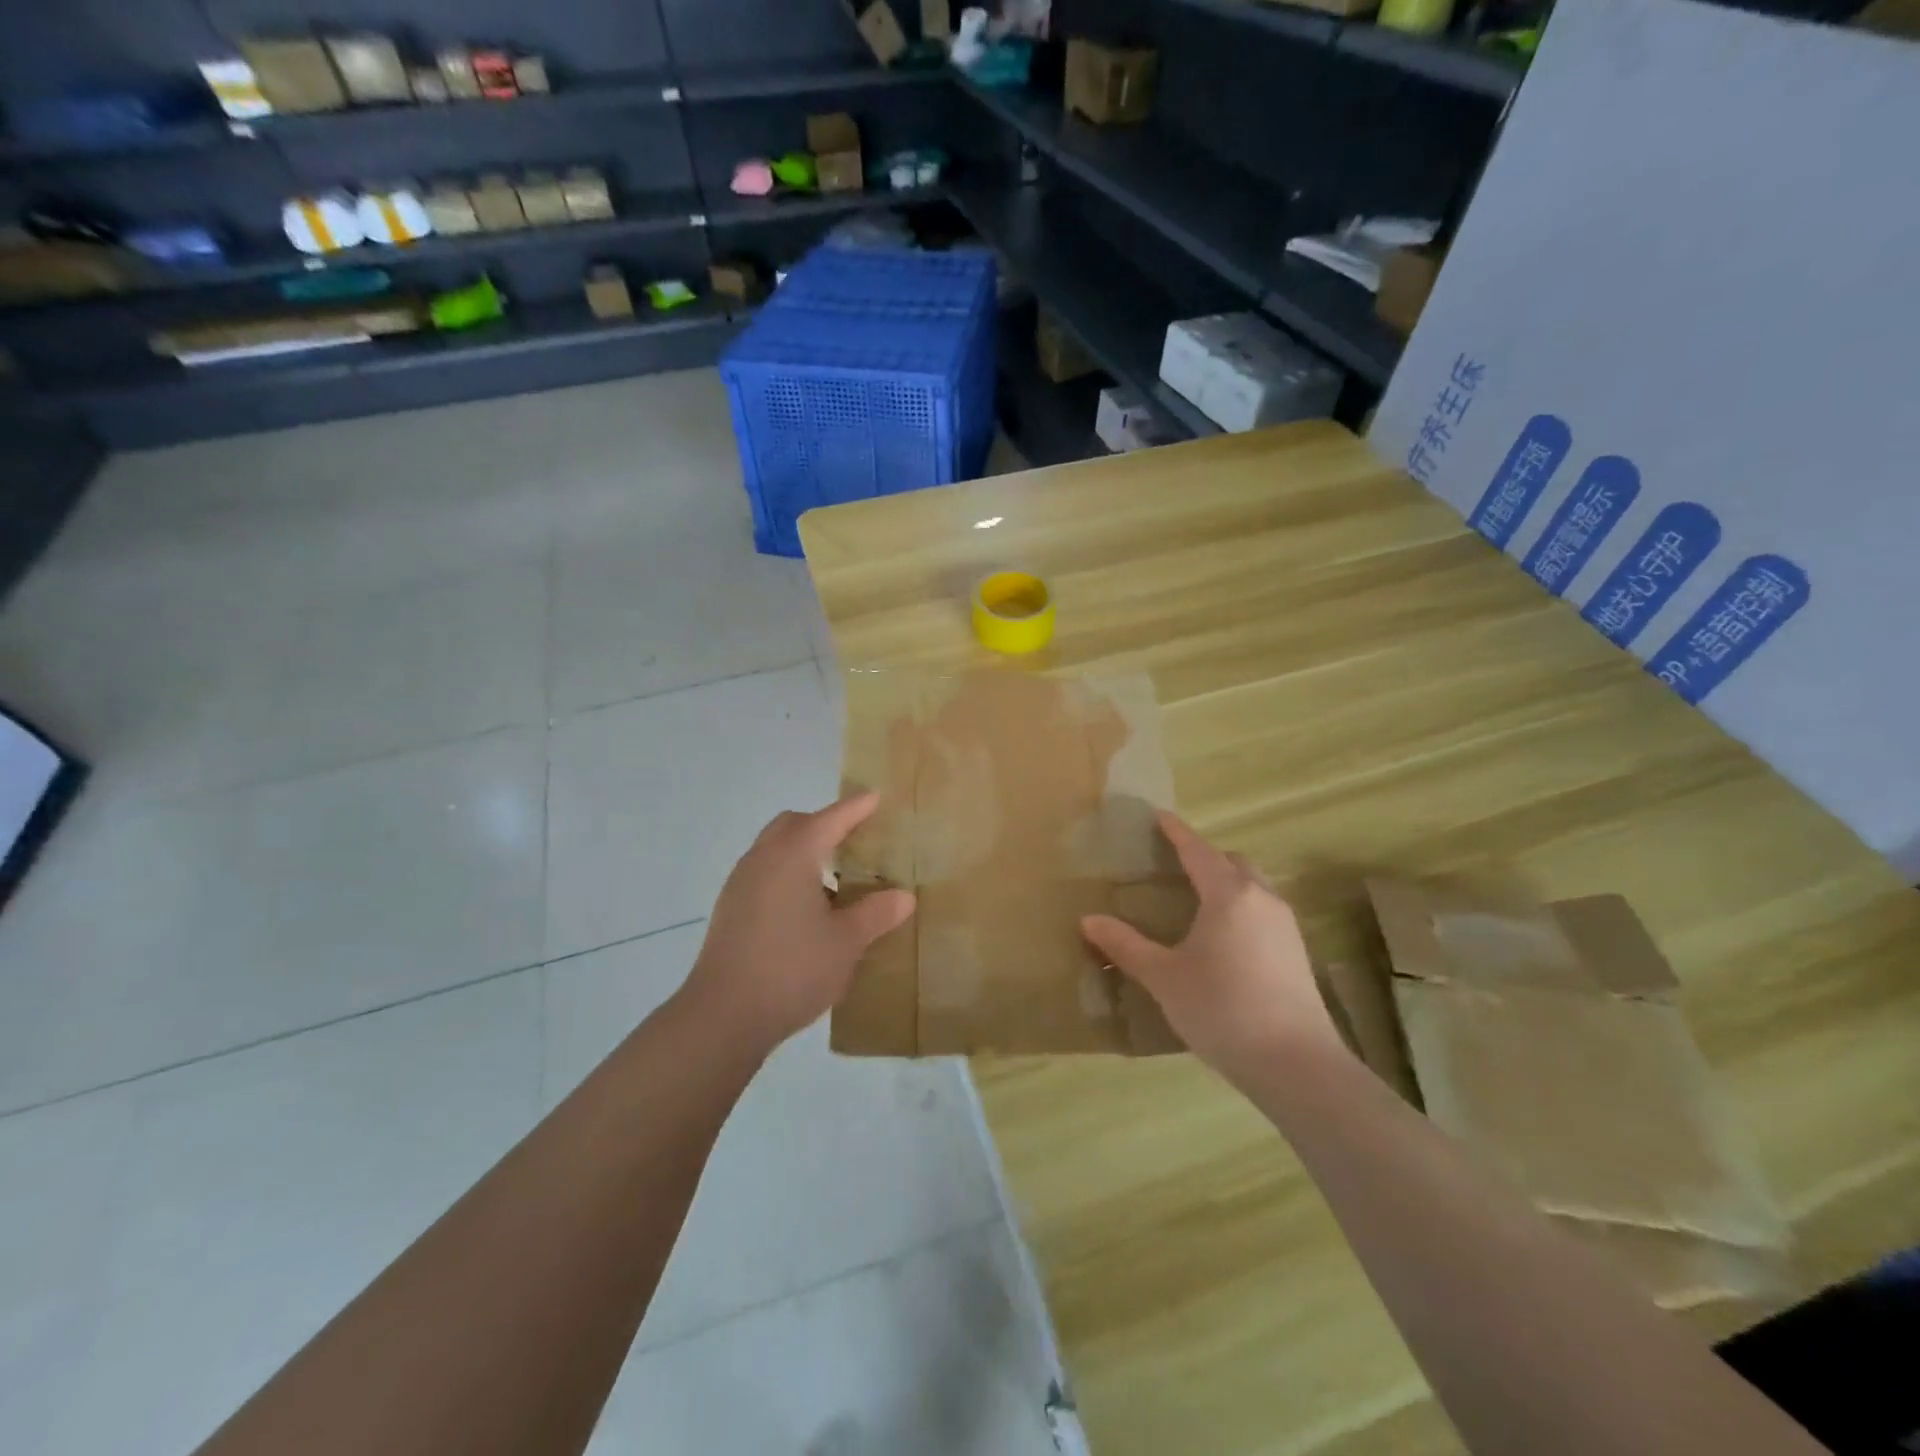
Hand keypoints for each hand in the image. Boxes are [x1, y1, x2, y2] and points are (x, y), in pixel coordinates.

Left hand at [683, 792, 915, 1051]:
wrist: (723, 1016)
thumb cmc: (792, 969)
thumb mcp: (846, 943)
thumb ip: (876, 914)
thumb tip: (903, 896)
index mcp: (793, 856)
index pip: (830, 819)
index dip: (855, 808)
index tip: (875, 797)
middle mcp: (763, 859)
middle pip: (795, 824)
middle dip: (824, 824)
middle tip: (855, 840)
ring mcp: (741, 883)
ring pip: (774, 848)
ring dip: (803, 850)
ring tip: (834, 880)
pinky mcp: (730, 908)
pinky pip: (764, 872)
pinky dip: (787, 873)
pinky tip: (805, 910)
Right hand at [1082, 813, 1343, 1075]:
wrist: (1296, 1064)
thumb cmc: (1222, 1010)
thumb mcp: (1165, 978)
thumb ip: (1126, 946)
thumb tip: (1088, 920)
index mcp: (1228, 895)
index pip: (1198, 851)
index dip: (1177, 832)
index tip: (1159, 816)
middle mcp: (1261, 899)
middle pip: (1233, 862)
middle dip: (1205, 856)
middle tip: (1175, 864)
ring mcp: (1285, 925)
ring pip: (1254, 885)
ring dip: (1227, 880)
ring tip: (1199, 899)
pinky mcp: (1297, 952)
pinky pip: (1264, 909)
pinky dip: (1242, 905)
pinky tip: (1225, 936)